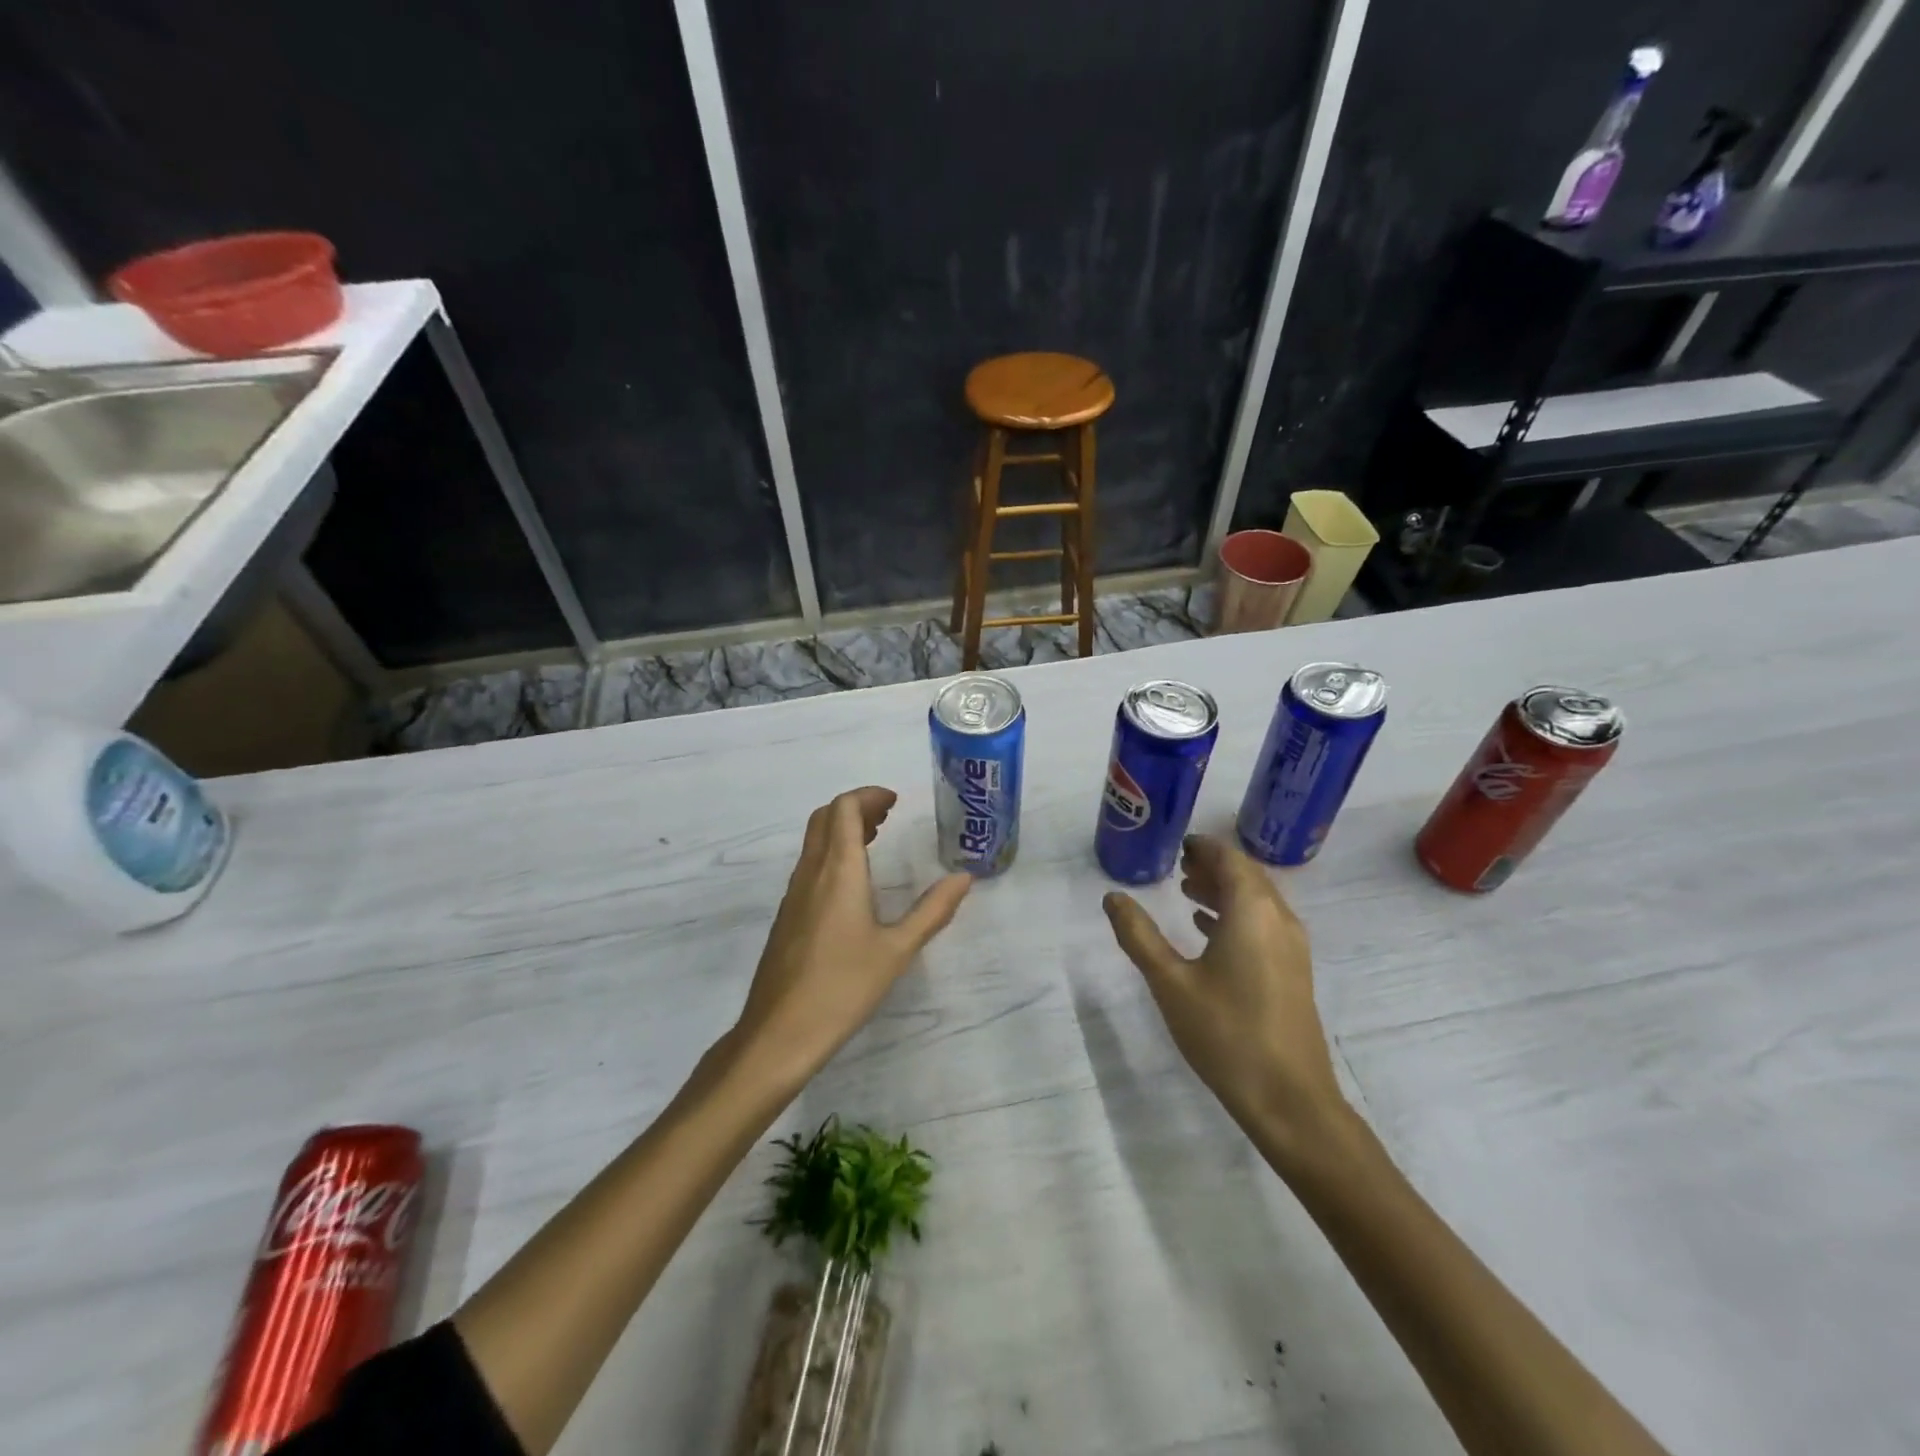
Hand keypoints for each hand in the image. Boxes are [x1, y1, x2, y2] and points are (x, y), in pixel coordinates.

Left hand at [732, 786, 971, 1088]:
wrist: (779, 1033)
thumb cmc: (843, 988)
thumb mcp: (897, 950)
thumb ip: (933, 911)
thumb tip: (964, 878)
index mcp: (838, 872)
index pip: (844, 809)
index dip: (868, 796)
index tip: (895, 802)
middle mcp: (811, 873)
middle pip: (825, 818)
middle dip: (856, 808)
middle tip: (888, 816)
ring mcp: (793, 894)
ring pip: (814, 841)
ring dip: (842, 830)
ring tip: (875, 839)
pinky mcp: (787, 916)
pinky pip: (809, 865)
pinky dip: (832, 854)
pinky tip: (853, 883)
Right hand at [1102, 835, 1348, 1159]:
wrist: (1289, 1100)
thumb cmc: (1225, 1033)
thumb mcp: (1171, 983)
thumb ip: (1139, 936)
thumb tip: (1113, 898)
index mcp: (1252, 911)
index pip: (1229, 859)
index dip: (1203, 846)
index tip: (1176, 844)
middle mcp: (1278, 919)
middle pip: (1246, 875)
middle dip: (1213, 865)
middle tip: (1177, 864)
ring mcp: (1291, 947)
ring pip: (1257, 900)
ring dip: (1224, 889)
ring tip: (1187, 890)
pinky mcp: (1293, 971)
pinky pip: (1263, 923)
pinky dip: (1236, 914)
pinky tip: (1207, 929)